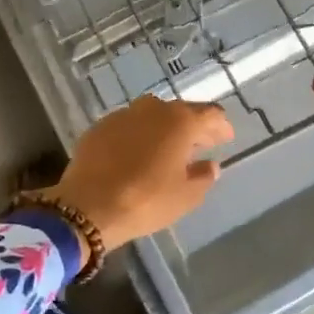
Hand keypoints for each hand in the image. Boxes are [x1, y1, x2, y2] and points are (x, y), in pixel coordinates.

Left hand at [35, 95, 233, 251]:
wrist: (88, 205)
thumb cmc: (146, 200)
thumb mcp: (185, 196)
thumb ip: (203, 177)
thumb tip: (211, 165)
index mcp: (180, 121)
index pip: (210, 114)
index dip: (220, 125)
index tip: (225, 138)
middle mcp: (153, 109)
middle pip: (181, 111)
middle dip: (193, 126)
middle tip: (201, 144)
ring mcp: (123, 114)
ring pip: (152, 114)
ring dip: (164, 127)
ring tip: (168, 148)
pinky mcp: (100, 126)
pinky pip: (128, 125)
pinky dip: (138, 134)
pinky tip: (137, 152)